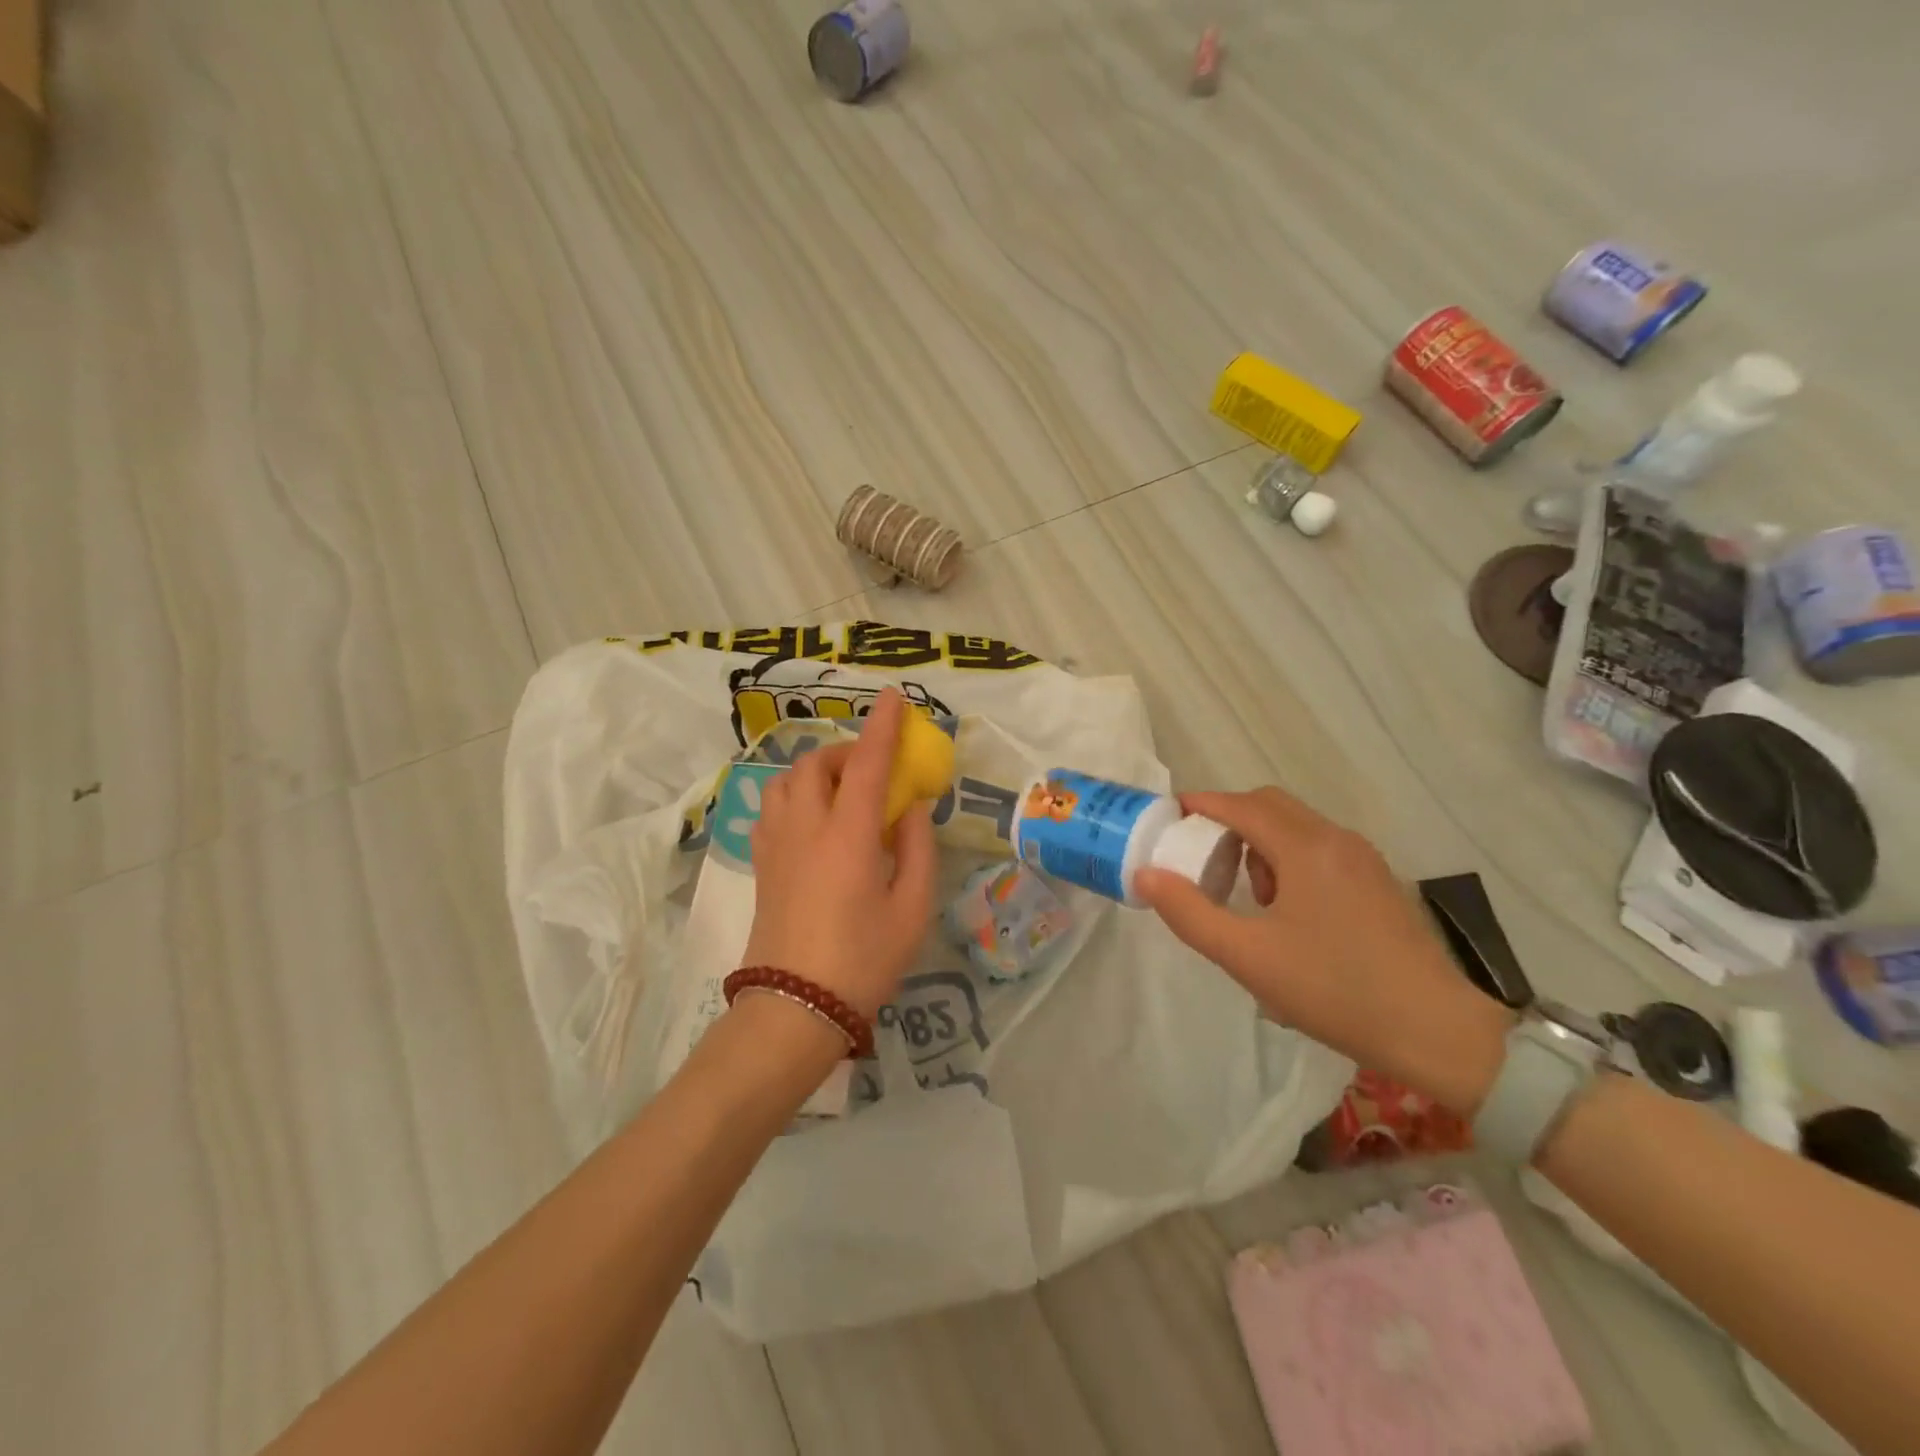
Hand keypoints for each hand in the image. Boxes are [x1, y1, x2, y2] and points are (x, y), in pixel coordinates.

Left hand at [740, 688, 938, 1021]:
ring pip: (786, 781)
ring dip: (816, 771)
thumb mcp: (912, 908)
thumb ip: (917, 848)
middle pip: (816, 764)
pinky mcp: (762, 864)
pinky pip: (772, 807)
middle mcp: (806, 828)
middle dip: (846, 751)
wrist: (794, 1008)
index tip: (893, 698)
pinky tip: (814, 820)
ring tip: (842, 791)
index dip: (882, 727)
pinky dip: (794, 795)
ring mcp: (776, 845)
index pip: (866, 764)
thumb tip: (912, 806)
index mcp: (848, 836)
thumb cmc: (864, 960)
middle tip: (874, 769)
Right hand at [1136, 787, 1510, 1113]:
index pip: (1241, 806)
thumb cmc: (1334, 990)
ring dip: (1260, 842)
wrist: (1437, 1032)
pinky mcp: (1378, 881)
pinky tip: (1286, 909)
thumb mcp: (1248, 957)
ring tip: (1246, 894)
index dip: (1201, 805)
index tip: (1168, 817)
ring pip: (1296, 826)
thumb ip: (1190, 913)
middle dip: (1229, 820)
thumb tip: (1146, 874)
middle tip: (1200, 855)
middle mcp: (1336, 840)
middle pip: (1270, 806)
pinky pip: (1319, 848)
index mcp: (1305, 848)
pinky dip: (1288, 858)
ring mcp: (1363, 859)